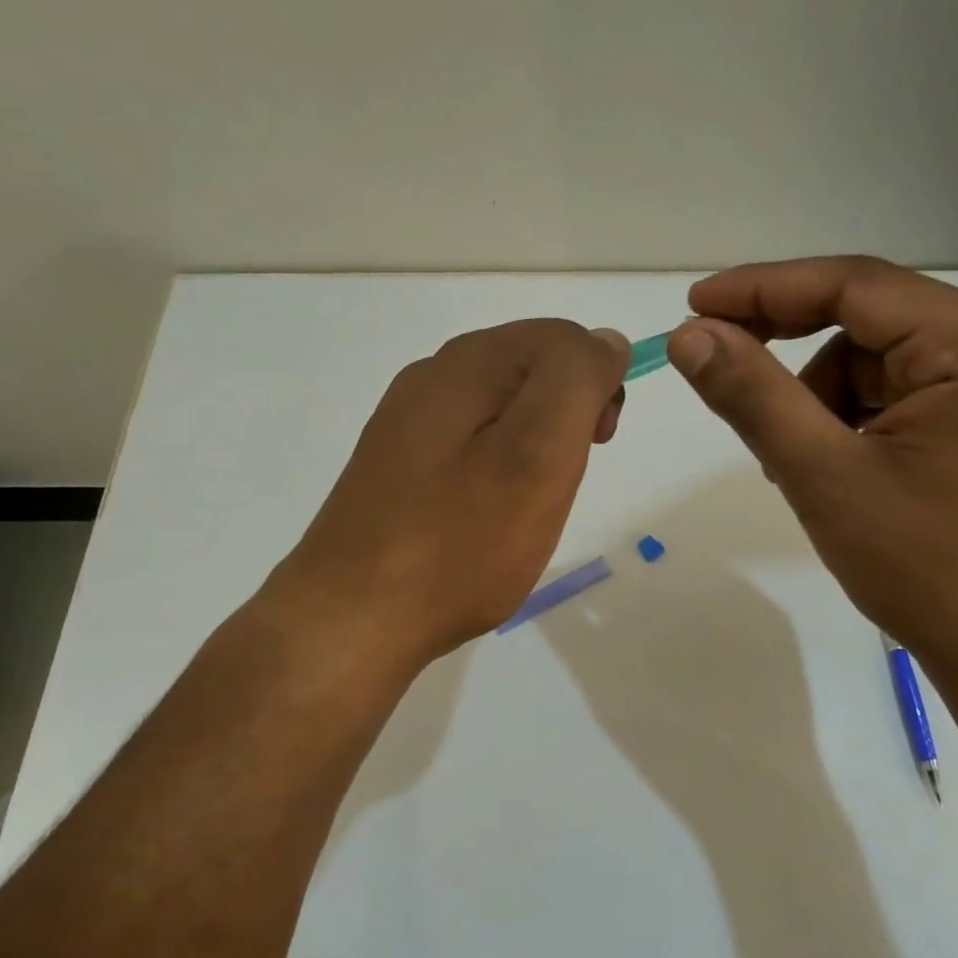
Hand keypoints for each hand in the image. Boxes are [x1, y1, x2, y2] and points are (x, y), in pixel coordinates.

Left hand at [271, 319, 628, 675]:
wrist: (352, 619)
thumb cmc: (460, 541)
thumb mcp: (538, 452)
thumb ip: (577, 380)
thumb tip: (604, 341)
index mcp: (468, 362)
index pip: (563, 338)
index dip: (596, 384)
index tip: (596, 444)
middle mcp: (433, 376)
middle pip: (531, 369)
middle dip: (565, 417)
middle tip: (560, 482)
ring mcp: (409, 422)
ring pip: (504, 409)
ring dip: (533, 448)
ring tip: (524, 508)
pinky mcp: (399, 464)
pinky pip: (471, 444)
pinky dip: (497, 470)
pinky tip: (485, 517)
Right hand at [669, 256, 957, 679]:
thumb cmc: (929, 568)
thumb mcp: (825, 476)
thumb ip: (754, 397)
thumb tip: (690, 335)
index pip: (855, 285)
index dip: (766, 289)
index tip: (695, 303)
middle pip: (868, 320)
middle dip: (790, 345)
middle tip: (721, 362)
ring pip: (876, 362)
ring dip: (820, 398)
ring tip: (794, 461)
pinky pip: (897, 396)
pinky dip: (850, 421)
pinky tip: (831, 467)